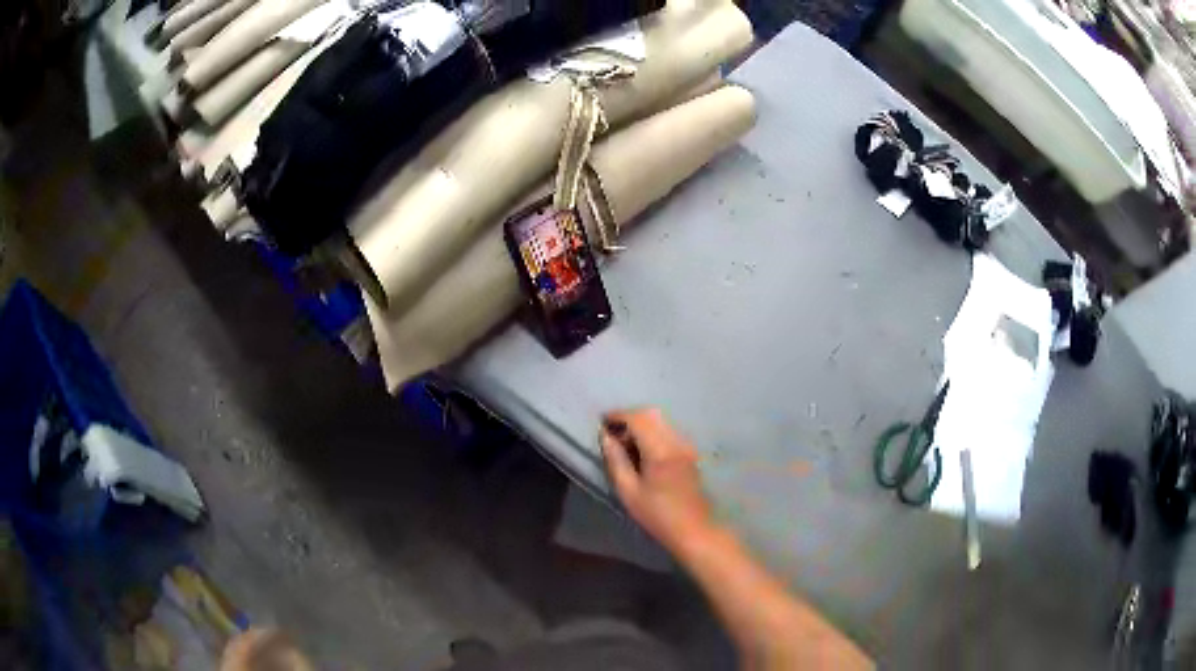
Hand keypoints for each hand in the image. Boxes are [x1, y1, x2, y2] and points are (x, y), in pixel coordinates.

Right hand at [600, 408, 715, 553]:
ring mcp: (686, 446)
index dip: (618, 415)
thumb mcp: (628, 492)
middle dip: (629, 418)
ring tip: (625, 444)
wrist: (694, 529)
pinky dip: (652, 433)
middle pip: (651, 415)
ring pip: (661, 421)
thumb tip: (605, 437)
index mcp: (660, 451)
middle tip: (612, 434)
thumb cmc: (658, 515)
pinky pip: (668, 432)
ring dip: (641, 425)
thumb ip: (616, 460)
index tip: (602, 422)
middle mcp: (676, 441)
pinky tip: (643, 452)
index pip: (638, 419)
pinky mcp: (690, 452)